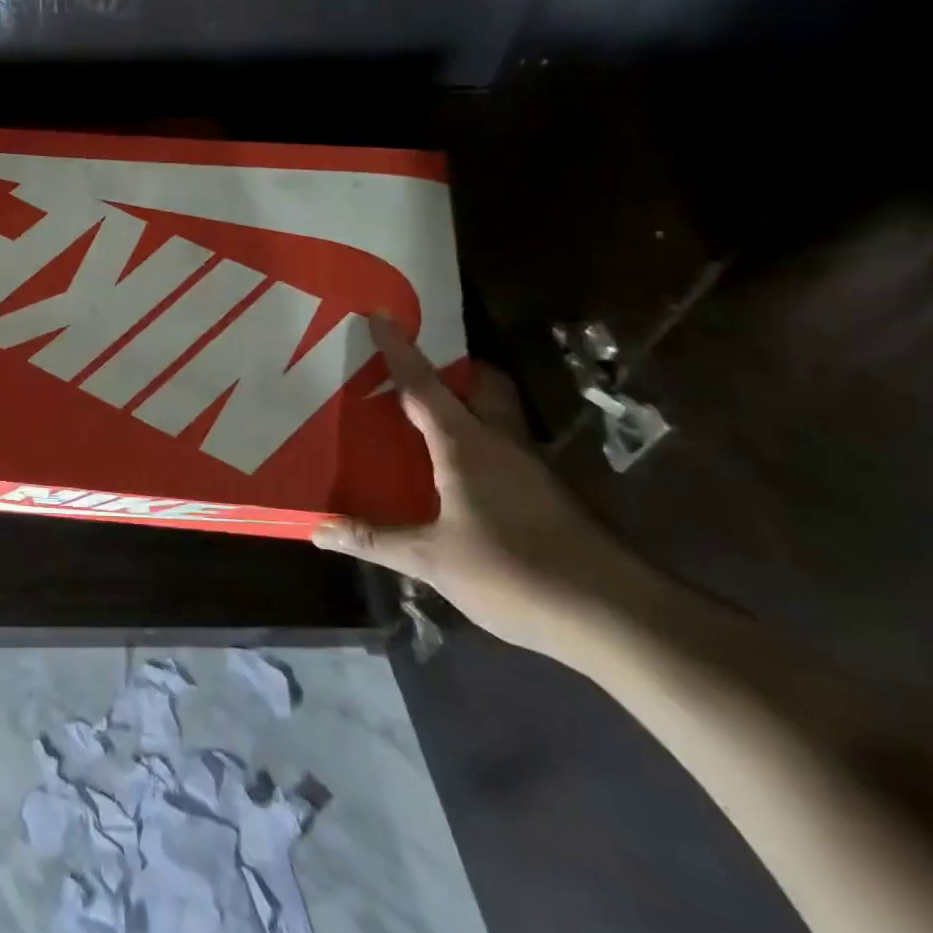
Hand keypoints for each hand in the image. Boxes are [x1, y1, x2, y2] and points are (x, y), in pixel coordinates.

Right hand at [314, 314, 638, 652]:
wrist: (614, 617)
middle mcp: (502, 445)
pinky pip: (507, 450)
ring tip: (428, 420)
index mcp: (466, 445)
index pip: (424, 386)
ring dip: (468, 406)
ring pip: (498, 417)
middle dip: (454, 369)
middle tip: (417, 371)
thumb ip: (374, 540)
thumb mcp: (431, 559)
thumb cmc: (513, 572)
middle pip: (483, 385)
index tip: (381, 315)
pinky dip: (481, 443)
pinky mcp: (549, 497)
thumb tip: (317, 529)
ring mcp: (532, 470)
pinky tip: (461, 476)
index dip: (400, 350)